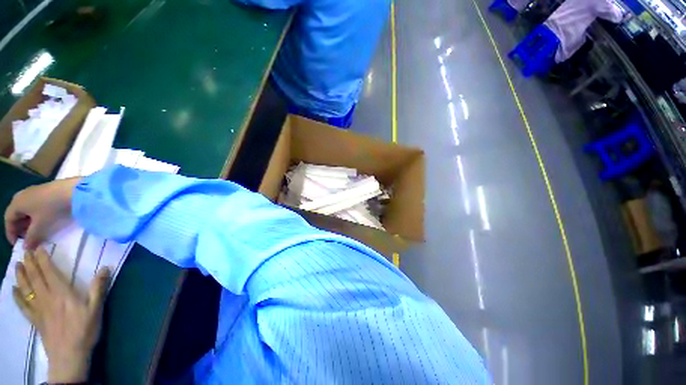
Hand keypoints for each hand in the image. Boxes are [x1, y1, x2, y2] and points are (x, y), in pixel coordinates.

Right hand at [4, 178, 79, 249]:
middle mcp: (22, 195)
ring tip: (35, 233)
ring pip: (26, 210)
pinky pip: (35, 205)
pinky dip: (36, 215)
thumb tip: (25, 248)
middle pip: (16, 214)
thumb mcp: (40, 225)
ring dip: (28, 222)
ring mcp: (33, 192)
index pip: (8, 219)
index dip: (11, 233)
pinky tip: (42, 222)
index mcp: (16, 202)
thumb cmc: (51, 208)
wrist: (73, 191)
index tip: (16, 244)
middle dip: (20, 228)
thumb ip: (31, 237)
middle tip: (27, 239)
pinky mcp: (45, 191)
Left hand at [13, 248, 109, 382]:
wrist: (69, 356)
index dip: (42, 259)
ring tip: (16, 265)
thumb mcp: (96, 309)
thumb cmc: (84, 330)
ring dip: (20, 276)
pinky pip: (23, 305)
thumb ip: (98, 288)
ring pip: (26, 289)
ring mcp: (38, 309)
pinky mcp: (35, 320)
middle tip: (24, 251)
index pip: (49, 272)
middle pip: (34, 278)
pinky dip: (17, 296)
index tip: (38, 248)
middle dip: (29, 263)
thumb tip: (105, 267)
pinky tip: (13, 290)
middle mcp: (46, 298)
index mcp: (61, 293)